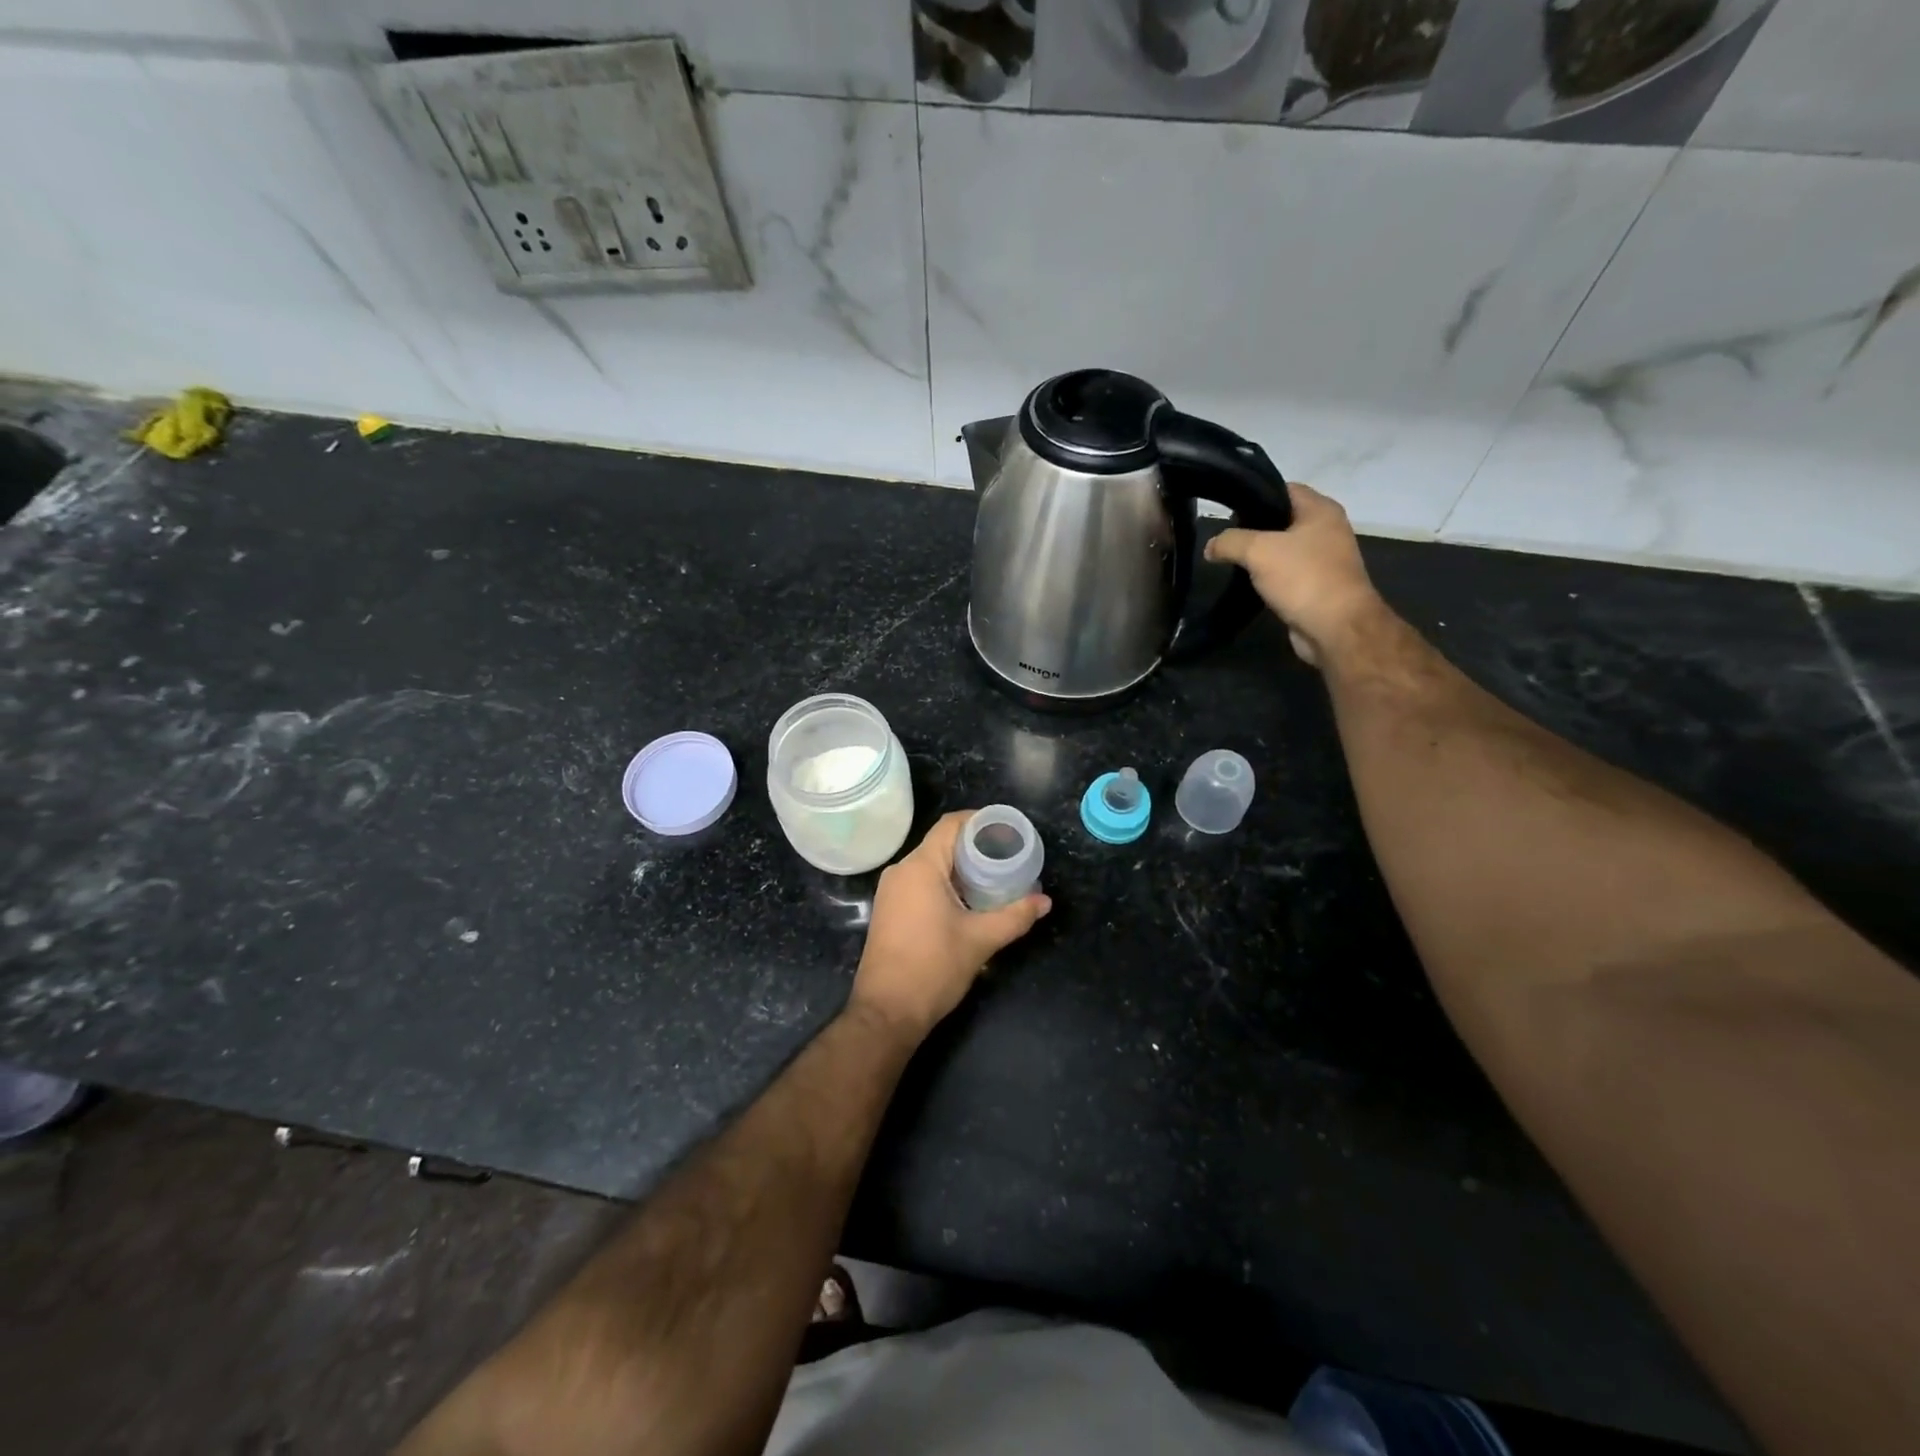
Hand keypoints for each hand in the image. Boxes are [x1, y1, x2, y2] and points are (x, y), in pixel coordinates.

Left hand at [850, 811, 1050, 1039]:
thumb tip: (1045, 902)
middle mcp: (901, 871)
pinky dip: (945, 883)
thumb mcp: (980, 940)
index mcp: (920, 867)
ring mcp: (891, 892)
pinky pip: (920, 883)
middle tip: (1008, 856)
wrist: (886, 1012)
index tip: (1007, 829)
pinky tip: (969, 900)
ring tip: (994, 877)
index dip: (979, 820)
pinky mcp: (889, 910)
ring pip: (930, 865)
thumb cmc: (933, 968)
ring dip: (961, 867)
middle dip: (975, 847)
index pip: (950, 825)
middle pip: (941, 843)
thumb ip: (1015, 916)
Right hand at [1205, 482, 1383, 666]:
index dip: (1255, 495)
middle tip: (1225, 538)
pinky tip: (1248, 583)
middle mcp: (1327, 529)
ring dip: (1260, 555)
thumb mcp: (1258, 551)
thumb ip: (1229, 542)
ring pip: (1283, 548)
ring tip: (1231, 560)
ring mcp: (1325, 558)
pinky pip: (1288, 572)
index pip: (1283, 488)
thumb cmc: (1302, 578)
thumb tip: (1210, 546)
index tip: (1227, 510)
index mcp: (1321, 509)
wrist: (1335, 628)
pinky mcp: (1318, 585)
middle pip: (1282, 519)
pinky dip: (1269, 576)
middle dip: (1253, 527)